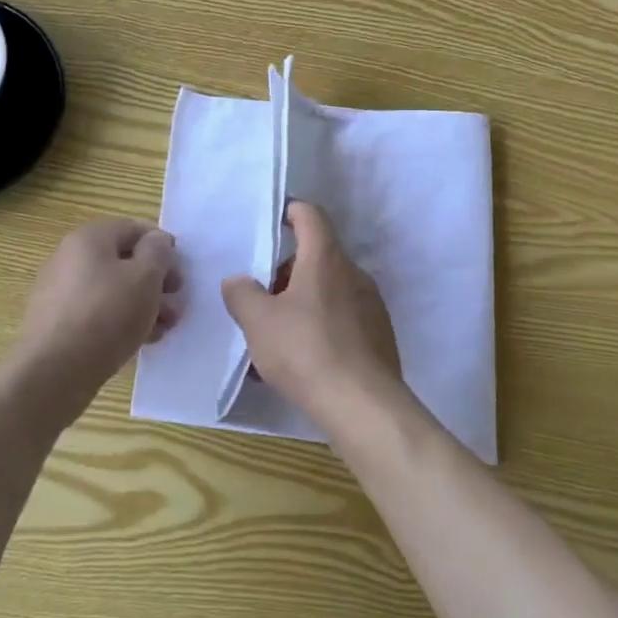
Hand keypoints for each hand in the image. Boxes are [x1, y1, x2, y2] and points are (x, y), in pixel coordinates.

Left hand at [11, 219, 182, 413]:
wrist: (53, 372)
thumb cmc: (106, 315)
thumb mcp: (145, 277)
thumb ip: (158, 252)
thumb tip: (156, 241)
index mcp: (89, 238)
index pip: (134, 229)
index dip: (162, 246)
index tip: (181, 273)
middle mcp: (70, 259)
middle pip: (124, 261)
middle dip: (156, 281)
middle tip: (177, 303)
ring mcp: (61, 292)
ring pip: (113, 290)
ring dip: (144, 304)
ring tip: (165, 328)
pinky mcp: (59, 324)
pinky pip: (98, 313)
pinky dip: (121, 322)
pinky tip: (141, 341)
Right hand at [222, 202, 405, 431]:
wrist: (364, 406)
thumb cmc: (306, 351)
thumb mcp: (258, 322)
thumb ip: (242, 294)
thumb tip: (237, 281)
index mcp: (326, 259)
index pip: (311, 216)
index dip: (291, 211)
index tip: (273, 220)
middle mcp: (354, 274)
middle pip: (317, 257)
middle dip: (287, 271)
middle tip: (261, 296)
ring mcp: (371, 306)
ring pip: (329, 291)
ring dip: (302, 303)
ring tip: (275, 336)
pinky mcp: (379, 337)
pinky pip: (343, 320)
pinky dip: (320, 328)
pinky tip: (301, 361)